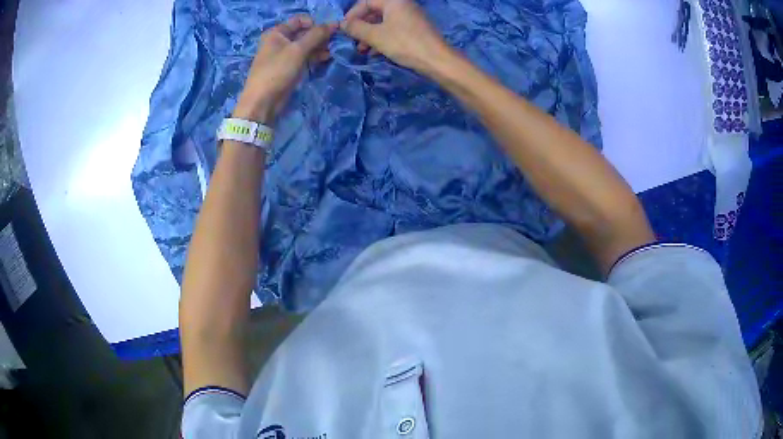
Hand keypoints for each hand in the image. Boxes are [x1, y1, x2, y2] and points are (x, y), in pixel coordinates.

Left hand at [234, 16, 336, 122]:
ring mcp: (283, 55)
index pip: (300, 20)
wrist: (262, 102)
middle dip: (319, 36)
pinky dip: (314, 56)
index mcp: (276, 32)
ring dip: (319, 47)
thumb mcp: (298, 50)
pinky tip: (326, 58)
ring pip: (305, 45)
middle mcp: (279, 41)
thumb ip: (316, 35)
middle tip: (334, 42)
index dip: (315, 23)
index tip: (330, 31)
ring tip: (332, 52)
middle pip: (303, 33)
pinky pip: (303, 57)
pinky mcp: (288, 67)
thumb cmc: (277, 71)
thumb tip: (334, 23)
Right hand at [341, 0, 449, 72]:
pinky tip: (376, 52)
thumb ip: (356, 28)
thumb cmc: (404, 44)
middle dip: (361, 27)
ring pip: (383, 22)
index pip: (366, 2)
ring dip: (370, 35)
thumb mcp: (375, 36)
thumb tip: (341, 24)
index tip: (345, 29)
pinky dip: (382, 39)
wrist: (437, 60)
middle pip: (375, 12)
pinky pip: (394, 30)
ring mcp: (410, 17)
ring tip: (362, 50)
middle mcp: (403, 5)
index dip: (352, 14)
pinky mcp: (415, 30)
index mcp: (394, 1)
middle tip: (353, 41)